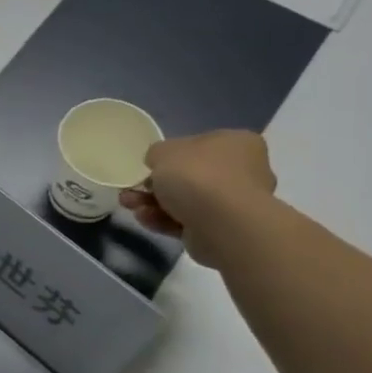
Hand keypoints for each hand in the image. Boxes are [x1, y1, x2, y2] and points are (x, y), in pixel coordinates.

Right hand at [120, 130, 276, 263]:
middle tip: (131, 190)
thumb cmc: (197, 175)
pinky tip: (144, 219)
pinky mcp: (222, 229)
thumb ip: (156, 153)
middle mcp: (242, 171)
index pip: (200, 145)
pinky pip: (187, 221)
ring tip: (129, 206)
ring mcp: (234, 203)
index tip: (150, 166)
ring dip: (152, 203)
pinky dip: (163, 220)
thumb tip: (158, 163)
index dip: (171, 156)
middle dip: (155, 185)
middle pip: (190, 176)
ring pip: (185, 201)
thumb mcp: (163, 151)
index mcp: (236, 143)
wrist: (222, 223)